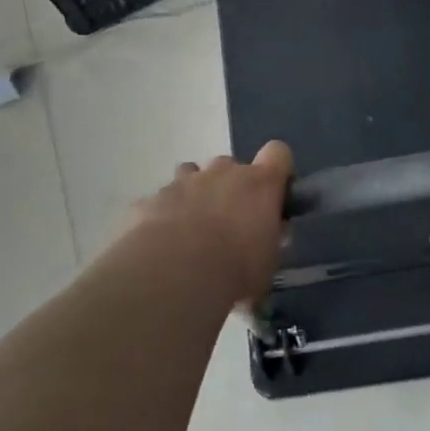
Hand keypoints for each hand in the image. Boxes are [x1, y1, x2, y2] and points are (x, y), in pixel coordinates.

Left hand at [130, 141, 293, 302]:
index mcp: (259, 184)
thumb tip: (267, 234)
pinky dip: (164, 215)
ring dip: (195, 194)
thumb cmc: (235, 270)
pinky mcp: (152, 199)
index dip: (276, 170)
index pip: (278, 153)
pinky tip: (161, 245)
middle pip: (230, 164)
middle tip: (227, 223)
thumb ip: (269, 240)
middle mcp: (222, 172)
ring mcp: (183, 182)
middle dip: (229, 187)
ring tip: (191, 229)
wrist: (174, 276)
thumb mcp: (267, 263)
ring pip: (191, 174)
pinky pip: (161, 201)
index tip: (273, 195)